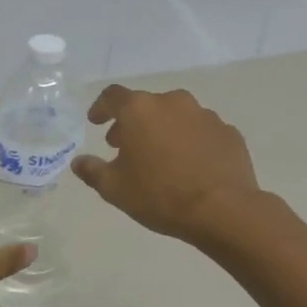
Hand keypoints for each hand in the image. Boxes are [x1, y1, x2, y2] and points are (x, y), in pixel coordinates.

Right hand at [73, 86, 259, 243]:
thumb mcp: (115, 189)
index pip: (113, 97)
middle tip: (124, 147)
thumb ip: (92, 171)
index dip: (101, 108)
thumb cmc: (160, 195)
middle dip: (132, 123)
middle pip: (146, 105)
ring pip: (175, 116)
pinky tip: (189, 165)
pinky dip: (190, 142)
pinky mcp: (228, 132)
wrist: (223, 210)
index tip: (96, 122)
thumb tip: (78, 162)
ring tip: (159, 158)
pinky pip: (201, 131)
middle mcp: (173, 102)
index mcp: (140, 110)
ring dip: (163, 130)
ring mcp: (205, 115)